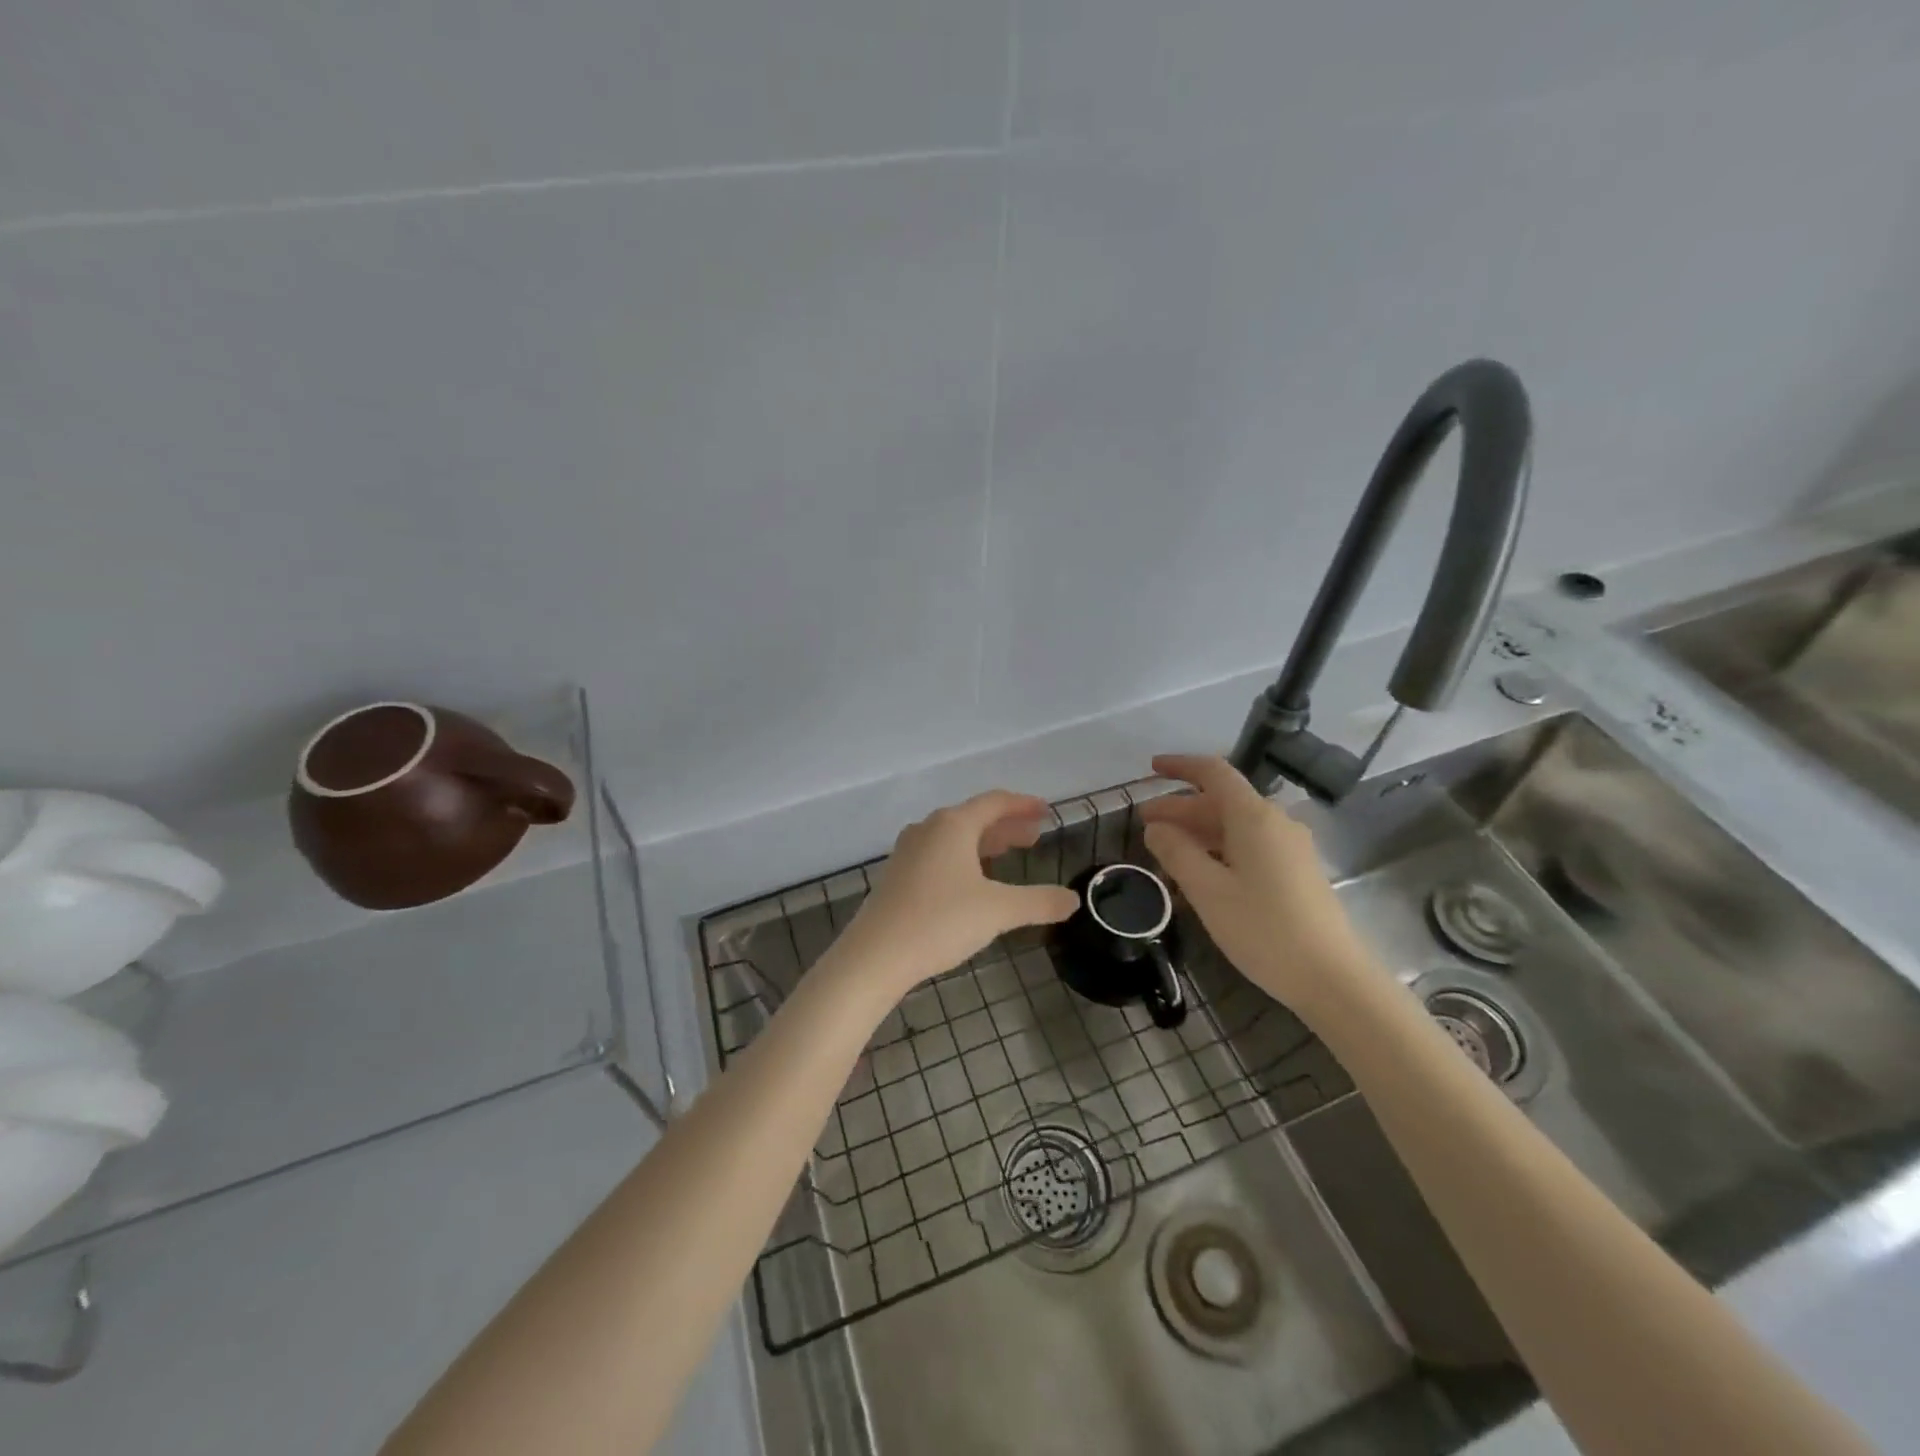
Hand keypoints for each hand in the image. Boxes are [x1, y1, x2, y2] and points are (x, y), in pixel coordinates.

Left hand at [841, 790, 1079, 990]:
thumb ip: (1039, 902)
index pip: (995, 802)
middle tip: (1034, 837)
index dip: (1023, 805)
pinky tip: (974, 880)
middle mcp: (929, 829)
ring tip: (1010, 854)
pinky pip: (940, 853)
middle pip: (975, 817)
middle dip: (1007, 826)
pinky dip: (965, 857)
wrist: (875, 955)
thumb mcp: (998, 911)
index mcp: (953, 825)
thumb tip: (1072, 900)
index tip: (1046, 811)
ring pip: (956, 837)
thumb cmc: (940, 921)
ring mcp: (909, 851)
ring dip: (986, 842)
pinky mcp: (899, 875)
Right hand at [1139, 755, 1374, 1016]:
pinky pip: (1249, 847)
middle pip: (1222, 801)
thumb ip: (1176, 852)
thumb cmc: (1263, 929)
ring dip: (1198, 833)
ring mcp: (1290, 848)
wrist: (1332, 978)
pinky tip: (1200, 875)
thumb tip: (1156, 827)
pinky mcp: (1296, 872)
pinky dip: (1219, 851)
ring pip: (1234, 827)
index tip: (1151, 769)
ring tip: (1165, 853)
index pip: (1213, 773)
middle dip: (1180, 809)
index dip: (1180, 766)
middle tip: (1144, 826)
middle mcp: (1275, 822)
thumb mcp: (1207, 891)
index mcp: (1254, 817)